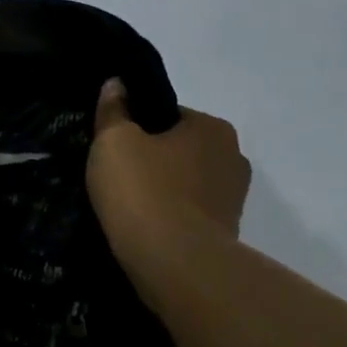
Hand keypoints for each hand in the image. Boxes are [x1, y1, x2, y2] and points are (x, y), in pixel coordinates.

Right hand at [86, 77, 249, 255]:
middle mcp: (234, 157)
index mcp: (212, 127)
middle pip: (181, 150)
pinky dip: (169, 217)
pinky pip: (189, 214)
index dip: (136, 128)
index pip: (168, 116)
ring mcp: (234, 199)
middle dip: (153, 159)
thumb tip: (117, 83)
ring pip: (186, 184)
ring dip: (163, 190)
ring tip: (127, 205)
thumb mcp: (113, 141)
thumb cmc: (143, 190)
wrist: (174, 262)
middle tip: (116, 175)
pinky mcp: (227, 233)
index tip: (112, 146)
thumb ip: (113, 110)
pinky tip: (144, 227)